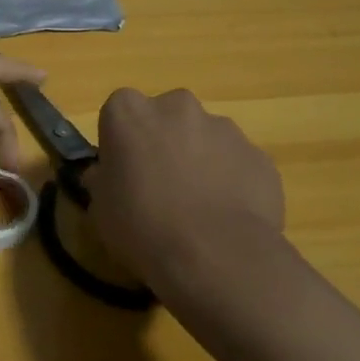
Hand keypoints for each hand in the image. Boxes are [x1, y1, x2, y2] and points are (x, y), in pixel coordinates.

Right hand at [86, 88, 285, 291]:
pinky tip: (226, 217)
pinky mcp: (259, 155)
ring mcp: (224, 128)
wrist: (215, 254)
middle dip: (164, 142)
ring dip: (200, 160)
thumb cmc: (141, 225)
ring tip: (198, 207)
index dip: (121, 141)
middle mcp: (177, 106)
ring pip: (205, 138)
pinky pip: (237, 163)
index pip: (119, 111)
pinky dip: (231, 181)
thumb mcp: (100, 208)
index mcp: (130, 112)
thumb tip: (106, 176)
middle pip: (166, 117)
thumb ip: (103, 180)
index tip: (122, 170)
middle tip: (160, 185)